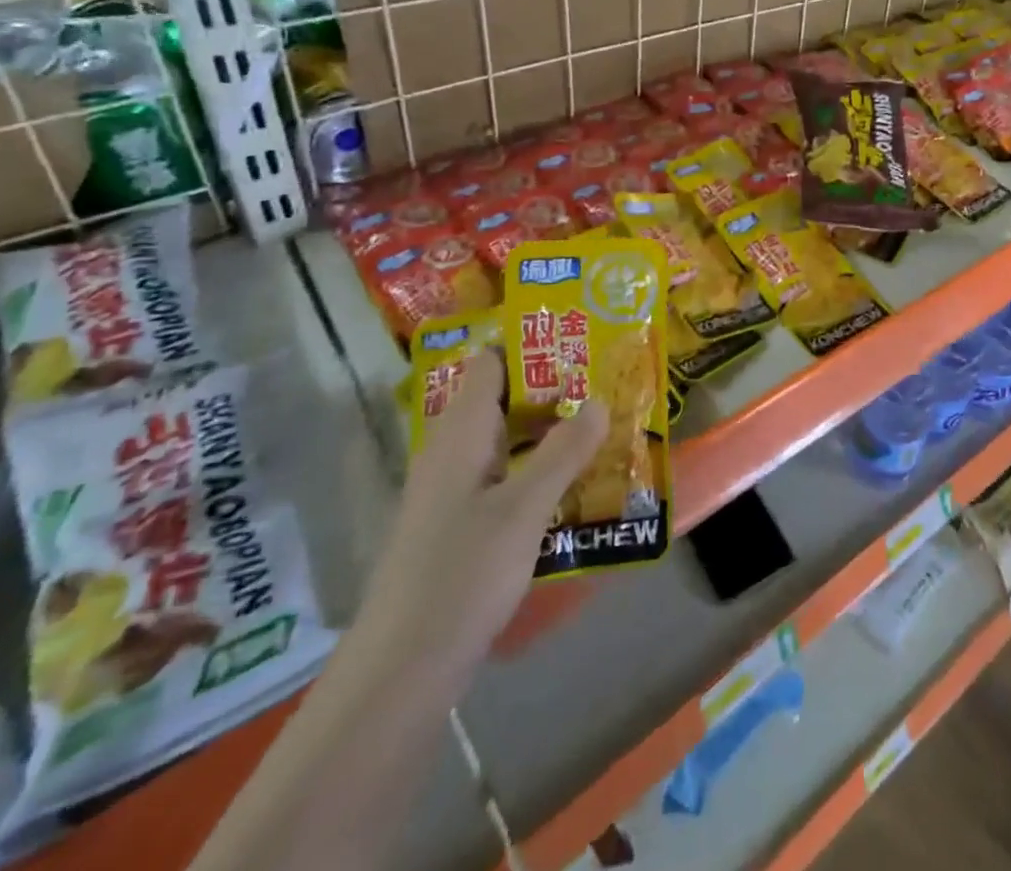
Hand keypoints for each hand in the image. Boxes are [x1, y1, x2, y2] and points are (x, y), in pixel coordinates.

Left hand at [357, 352, 606, 675]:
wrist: (402, 671)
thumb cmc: (462, 573)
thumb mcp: (524, 508)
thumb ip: (563, 451)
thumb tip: (599, 399)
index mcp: (460, 433)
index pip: (491, 364)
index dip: (532, 344)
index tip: (581, 338)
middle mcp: (453, 453)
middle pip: (503, 400)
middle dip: (554, 389)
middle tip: (608, 381)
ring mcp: (454, 492)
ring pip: (506, 442)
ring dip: (550, 432)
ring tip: (605, 424)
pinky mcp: (461, 527)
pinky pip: (505, 479)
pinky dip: (539, 470)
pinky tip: (576, 483)